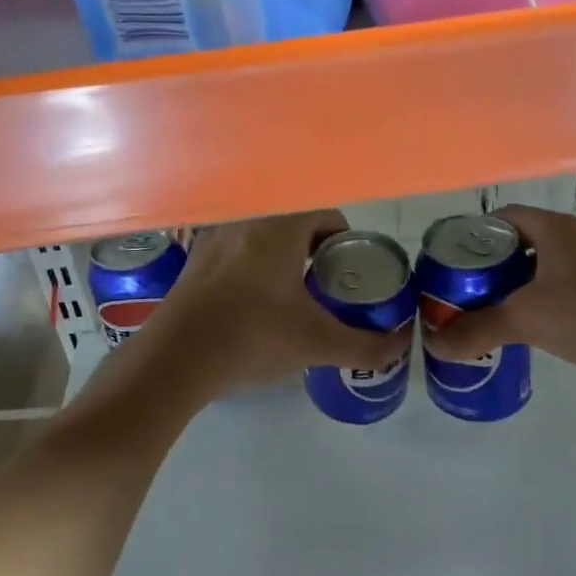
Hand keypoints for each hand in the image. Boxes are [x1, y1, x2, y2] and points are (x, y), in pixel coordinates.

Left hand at [149, 211, 413, 392]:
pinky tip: (253, 306)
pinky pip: (236, 252)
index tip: (349, 273)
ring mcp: (215, 239)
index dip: (345, 241)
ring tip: (292, 299)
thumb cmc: (252, 338)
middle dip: (315, 253)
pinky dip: (253, 268)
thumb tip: (399, 347)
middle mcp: (246, 222)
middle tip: (326, 289)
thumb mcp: (316, 344)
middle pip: (294, 225)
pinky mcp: (194, 261)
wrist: (175, 359)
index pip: (325, 215)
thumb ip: (364, 345)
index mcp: (279, 228)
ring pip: (263, 238)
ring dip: (283, 259)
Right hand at [425, 206, 575, 375]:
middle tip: (464, 289)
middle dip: (491, 264)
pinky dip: (543, 300)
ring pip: (543, 266)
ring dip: (517, 284)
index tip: (451, 260)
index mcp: (554, 228)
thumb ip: (478, 329)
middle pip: (521, 241)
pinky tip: (531, 327)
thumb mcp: (525, 320)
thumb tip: (435, 344)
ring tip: (489, 309)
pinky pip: (565, 286)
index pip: (503, 216)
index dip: (474, 234)